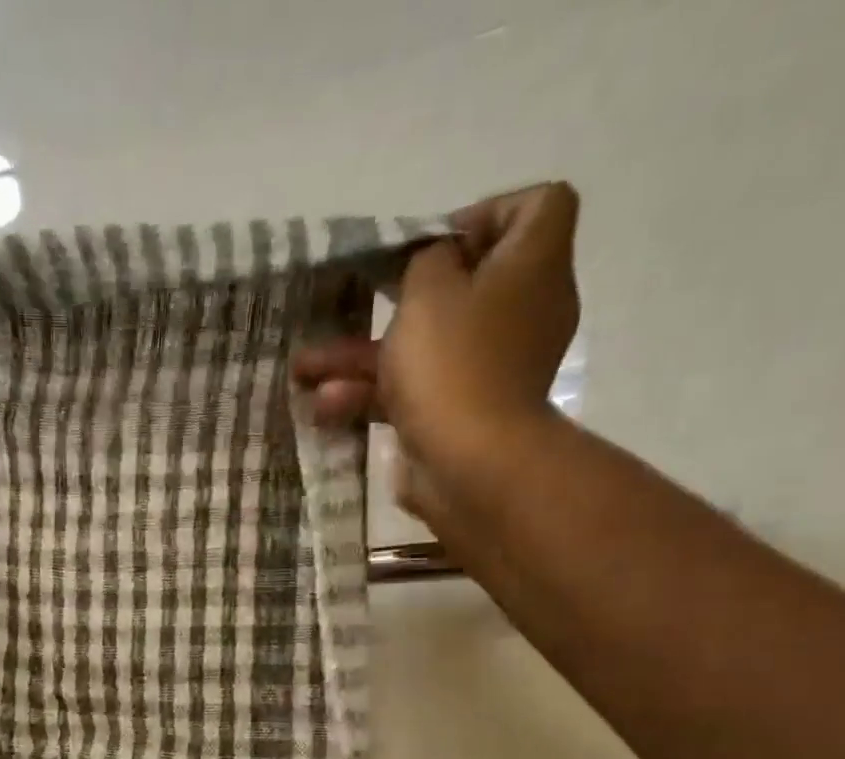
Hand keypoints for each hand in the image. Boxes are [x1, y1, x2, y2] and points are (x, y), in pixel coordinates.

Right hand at [293, 182, 581, 507]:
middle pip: (467, 282)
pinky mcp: (461, 414)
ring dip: (365, 354)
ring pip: (426, 345)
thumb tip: (433, 266)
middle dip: (401, 294)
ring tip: (306, 368)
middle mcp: (521, 312)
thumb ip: (426, 259)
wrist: (469, 465)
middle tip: (366, 294)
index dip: (486, 212)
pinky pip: (417, 390)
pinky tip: (324, 405)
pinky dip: (374, 395)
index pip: (538, 207)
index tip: (435, 243)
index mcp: (533, 266)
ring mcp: (490, 368)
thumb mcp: (429, 289)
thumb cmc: (453, 362)